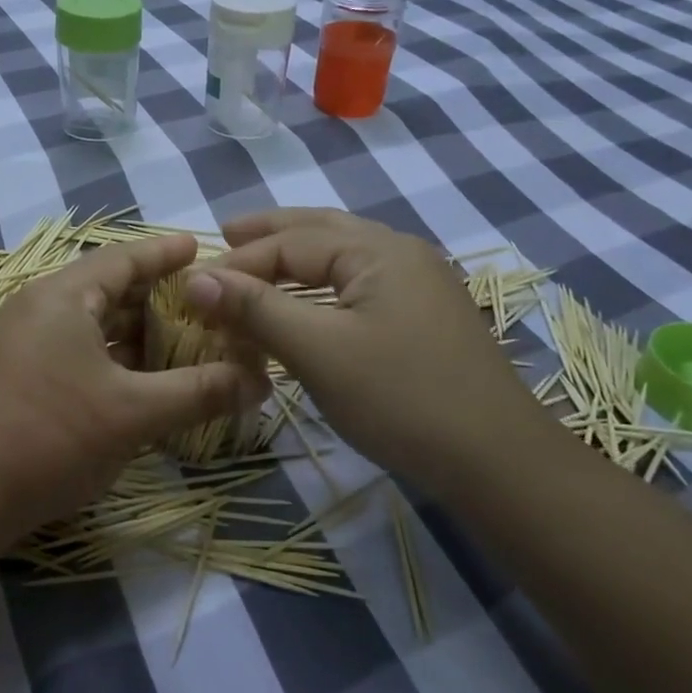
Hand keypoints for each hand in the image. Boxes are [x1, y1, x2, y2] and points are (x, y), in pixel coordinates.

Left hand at [0, 234, 267, 542]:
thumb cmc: (51, 436)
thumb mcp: (134, 413)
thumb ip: (199, 392)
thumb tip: (259, 383)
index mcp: (60, 297)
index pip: (123, 259)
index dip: (164, 253)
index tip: (199, 247)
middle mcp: (36, 308)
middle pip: (105, 289)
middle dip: (154, 296)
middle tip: (201, 303)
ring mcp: (19, 342)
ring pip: (88, 324)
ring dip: (131, 330)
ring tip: (178, 340)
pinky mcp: (13, 375)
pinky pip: (72, 349)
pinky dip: (108, 356)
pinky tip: (135, 379)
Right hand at [182, 209, 546, 477]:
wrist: (498, 462)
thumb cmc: (401, 398)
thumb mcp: (319, 350)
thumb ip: (256, 308)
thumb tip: (195, 278)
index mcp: (378, 250)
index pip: (290, 243)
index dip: (238, 262)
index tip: (194, 286)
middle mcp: (401, 253)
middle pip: (321, 230)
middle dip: (270, 233)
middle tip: (226, 233)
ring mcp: (419, 285)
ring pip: (342, 258)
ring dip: (296, 259)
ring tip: (257, 263)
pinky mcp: (424, 318)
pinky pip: (359, 286)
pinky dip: (321, 287)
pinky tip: (307, 303)